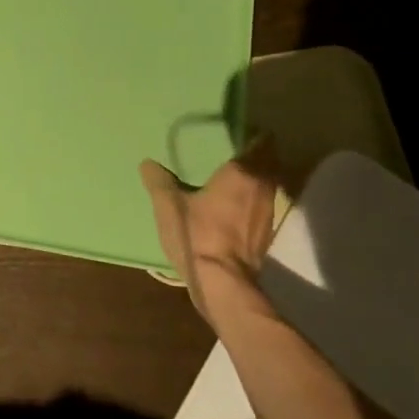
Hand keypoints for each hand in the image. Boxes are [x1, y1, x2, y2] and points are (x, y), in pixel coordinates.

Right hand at [140, 137, 281, 321]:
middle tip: (229, 154)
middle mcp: (264, 186)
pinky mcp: (267, 234)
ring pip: (267, 185)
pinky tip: (232, 209)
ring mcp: (270, 212)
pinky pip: (263, 206)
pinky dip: (252, 202)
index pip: (263, 141)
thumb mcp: (168, 204)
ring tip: (229, 181)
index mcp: (243, 172)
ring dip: (254, 181)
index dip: (253, 135)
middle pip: (268, 162)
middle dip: (253, 157)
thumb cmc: (197, 234)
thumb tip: (147, 163)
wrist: (222, 283)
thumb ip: (159, 181)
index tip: (237, 134)